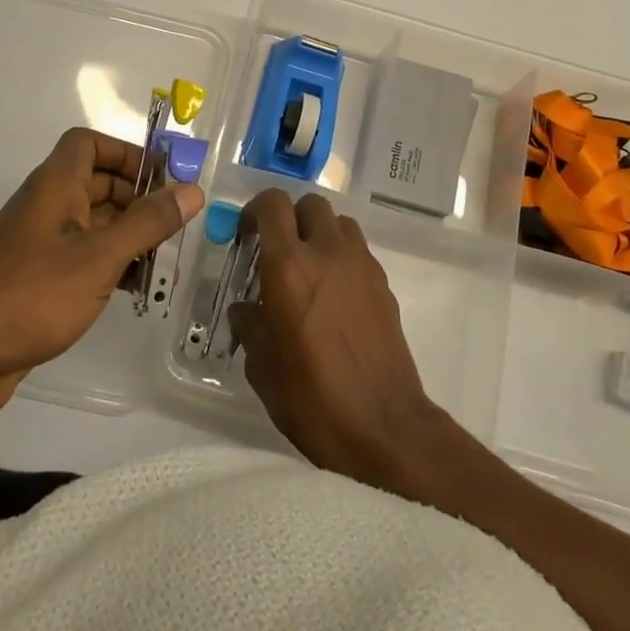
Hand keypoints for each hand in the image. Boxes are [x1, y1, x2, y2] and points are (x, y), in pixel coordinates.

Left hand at [0, 128, 202, 419]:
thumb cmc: (30, 295)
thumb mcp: (99, 257)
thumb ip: (147, 223)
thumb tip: (192, 190)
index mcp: (56, 186)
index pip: (89, 143)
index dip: (126, 153)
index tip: (161, 179)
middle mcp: (48, 206)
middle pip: (99, 183)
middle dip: (139, 199)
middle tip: (176, 226)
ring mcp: (42, 244)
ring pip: (96, 223)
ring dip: (130, 236)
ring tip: (165, 263)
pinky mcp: (40, 279)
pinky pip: (85, 257)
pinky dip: (112, 264)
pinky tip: (136, 289)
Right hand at [228, 190, 449, 489]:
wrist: (383, 427)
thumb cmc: (312, 399)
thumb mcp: (262, 366)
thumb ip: (250, 325)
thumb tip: (246, 309)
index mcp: (289, 266)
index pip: (272, 204)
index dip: (255, 211)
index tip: (247, 237)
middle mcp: (327, 252)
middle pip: (310, 203)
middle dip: (291, 218)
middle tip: (278, 250)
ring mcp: (361, 265)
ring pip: (339, 222)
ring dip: (320, 233)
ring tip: (309, 268)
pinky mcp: (383, 284)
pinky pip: (358, 251)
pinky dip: (341, 257)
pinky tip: (334, 295)